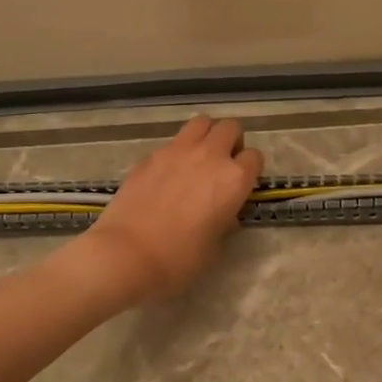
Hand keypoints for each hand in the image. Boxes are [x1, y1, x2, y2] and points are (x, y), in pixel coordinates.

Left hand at [74, 116, 263, 304]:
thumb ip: (224, 221)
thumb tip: (223, 213)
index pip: (255, 157)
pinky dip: (177, 152)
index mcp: (234, 179)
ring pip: (201, 122)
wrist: (126, 254)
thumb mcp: (215, 246)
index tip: (241, 185)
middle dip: (231, 142)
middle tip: (222, 165)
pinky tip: (167, 176)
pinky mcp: (150, 155)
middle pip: (230, 128)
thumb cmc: (178, 259)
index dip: (250, 170)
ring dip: (206, 136)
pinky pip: (173, 142)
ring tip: (198, 159)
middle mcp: (210, 156)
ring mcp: (177, 151)